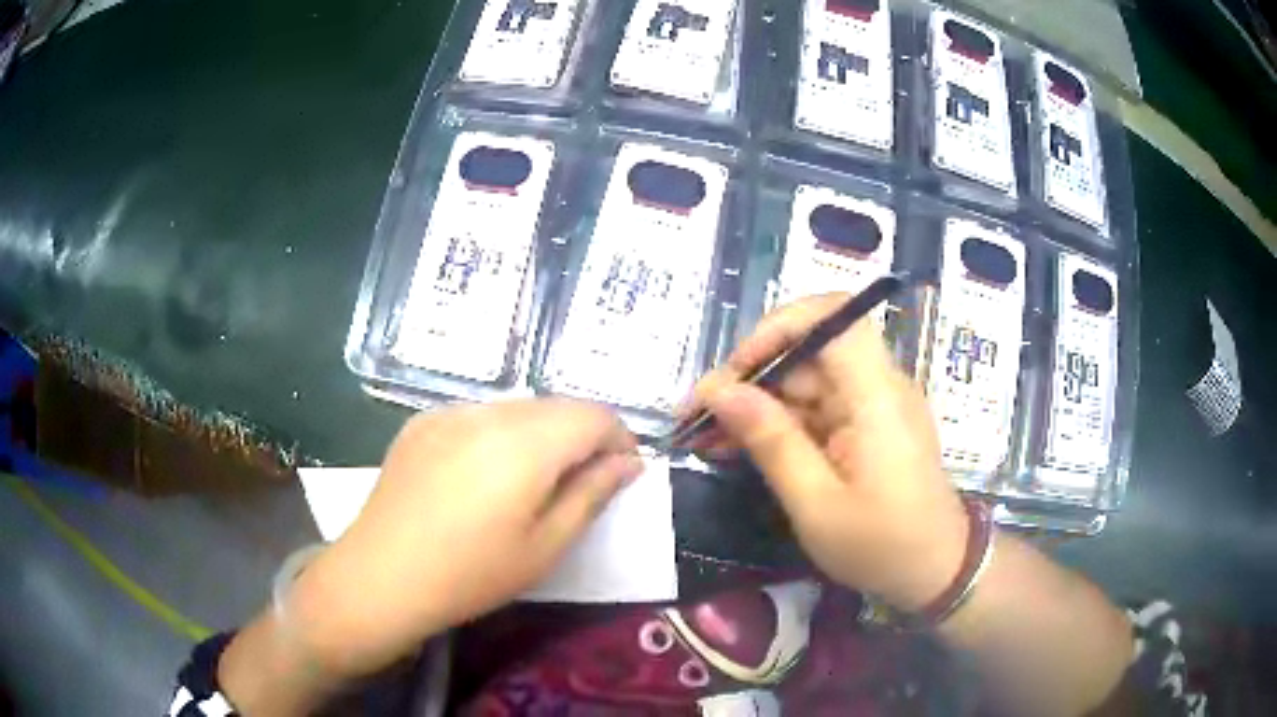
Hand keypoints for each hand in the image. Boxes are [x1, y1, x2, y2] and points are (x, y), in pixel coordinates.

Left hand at [285, 399, 641, 676]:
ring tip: (532, 481)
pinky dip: (500, 434)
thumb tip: (629, 463)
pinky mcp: (422, 421)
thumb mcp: (545, 546)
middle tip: (582, 483)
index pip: (594, 415)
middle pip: (557, 405)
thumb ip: (592, 495)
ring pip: (518, 407)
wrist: (381, 575)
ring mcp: (449, 411)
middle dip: (582, 436)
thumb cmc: (471, 574)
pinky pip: (479, 415)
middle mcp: (488, 412)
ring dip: (542, 433)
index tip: (622, 472)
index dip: (620, 438)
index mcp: (525, 443)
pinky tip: (484, 475)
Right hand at [687, 294, 968, 611]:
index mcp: (876, 395)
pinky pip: (816, 411)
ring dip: (756, 406)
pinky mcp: (866, 428)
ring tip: (704, 438)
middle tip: (696, 417)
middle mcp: (877, 387)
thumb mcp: (816, 504)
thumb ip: (770, 442)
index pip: (832, 317)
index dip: (778, 328)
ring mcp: (872, 407)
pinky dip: (778, 426)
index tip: (734, 370)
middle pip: (809, 353)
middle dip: (749, 377)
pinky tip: (737, 448)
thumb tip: (719, 391)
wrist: (937, 573)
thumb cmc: (882, 546)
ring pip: (805, 384)